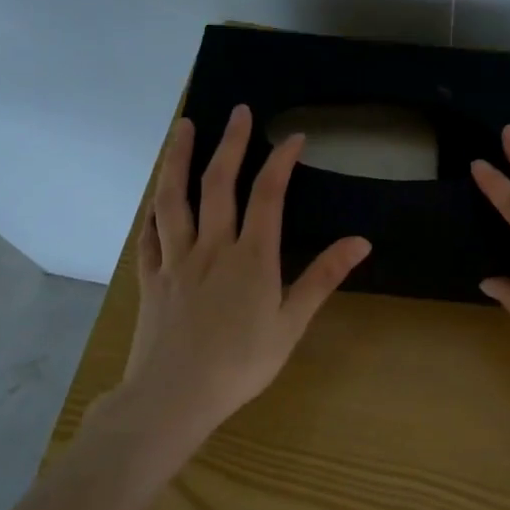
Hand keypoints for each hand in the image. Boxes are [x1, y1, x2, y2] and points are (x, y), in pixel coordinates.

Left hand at [87, 105, 370, 473]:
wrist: (174, 397)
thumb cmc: (241, 364)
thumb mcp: (291, 323)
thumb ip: (322, 278)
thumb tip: (361, 242)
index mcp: (250, 258)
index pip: (268, 196)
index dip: (280, 162)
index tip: (294, 137)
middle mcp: (211, 248)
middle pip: (218, 185)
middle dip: (230, 144)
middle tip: (238, 112)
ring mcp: (175, 261)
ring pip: (173, 200)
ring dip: (179, 160)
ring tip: (182, 128)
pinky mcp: (151, 279)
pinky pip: (149, 236)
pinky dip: (152, 211)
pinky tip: (154, 199)